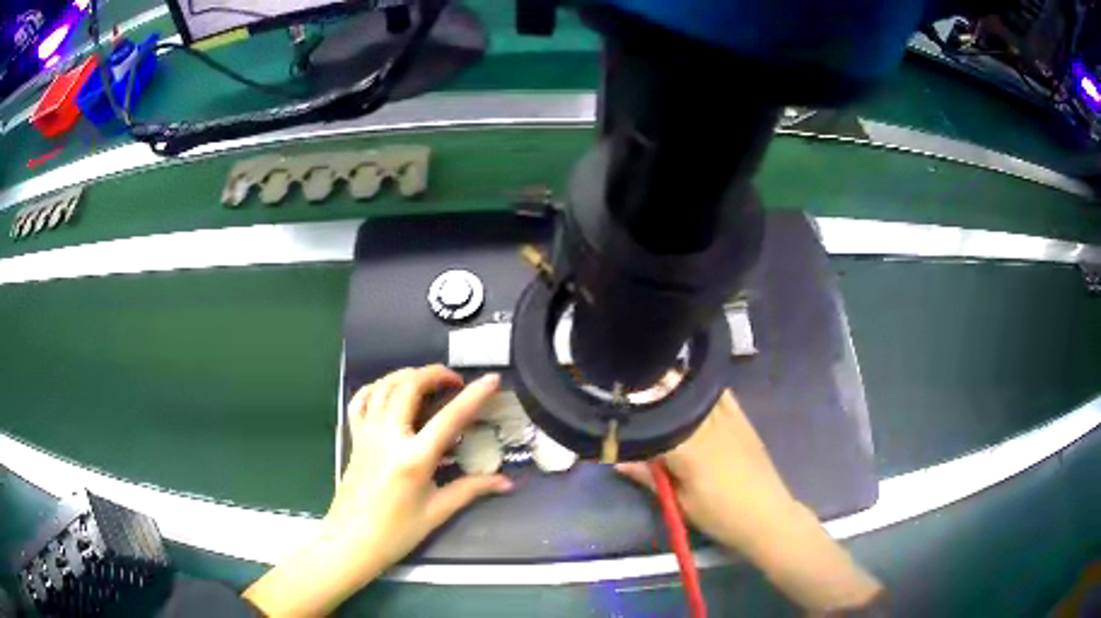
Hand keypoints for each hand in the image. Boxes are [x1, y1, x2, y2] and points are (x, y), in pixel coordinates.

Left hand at [327, 366, 511, 566]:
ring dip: (407, 375)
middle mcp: (388, 437)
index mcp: (414, 458)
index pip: (449, 418)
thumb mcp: (437, 512)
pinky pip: (360, 400)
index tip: (491, 379)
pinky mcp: (354, 438)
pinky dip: (376, 387)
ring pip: (383, 386)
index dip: (474, 396)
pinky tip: (389, 391)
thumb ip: (471, 489)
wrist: (351, 541)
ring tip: (426, 381)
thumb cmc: (397, 532)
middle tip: (454, 382)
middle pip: (409, 386)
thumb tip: (507, 482)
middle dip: (435, 374)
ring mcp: (367, 434)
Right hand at [616, 388, 797, 554]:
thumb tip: (619, 462)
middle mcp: (708, 426)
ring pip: (695, 392)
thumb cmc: (720, 516)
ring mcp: (728, 419)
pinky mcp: (742, 419)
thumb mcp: (680, 502)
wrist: (766, 516)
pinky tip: (690, 384)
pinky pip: (721, 395)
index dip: (633, 417)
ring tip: (653, 385)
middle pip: (673, 400)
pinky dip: (702, 388)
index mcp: (689, 449)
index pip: (654, 422)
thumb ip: (650, 478)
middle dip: (649, 394)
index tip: (614, 413)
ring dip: (673, 387)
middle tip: (628, 396)